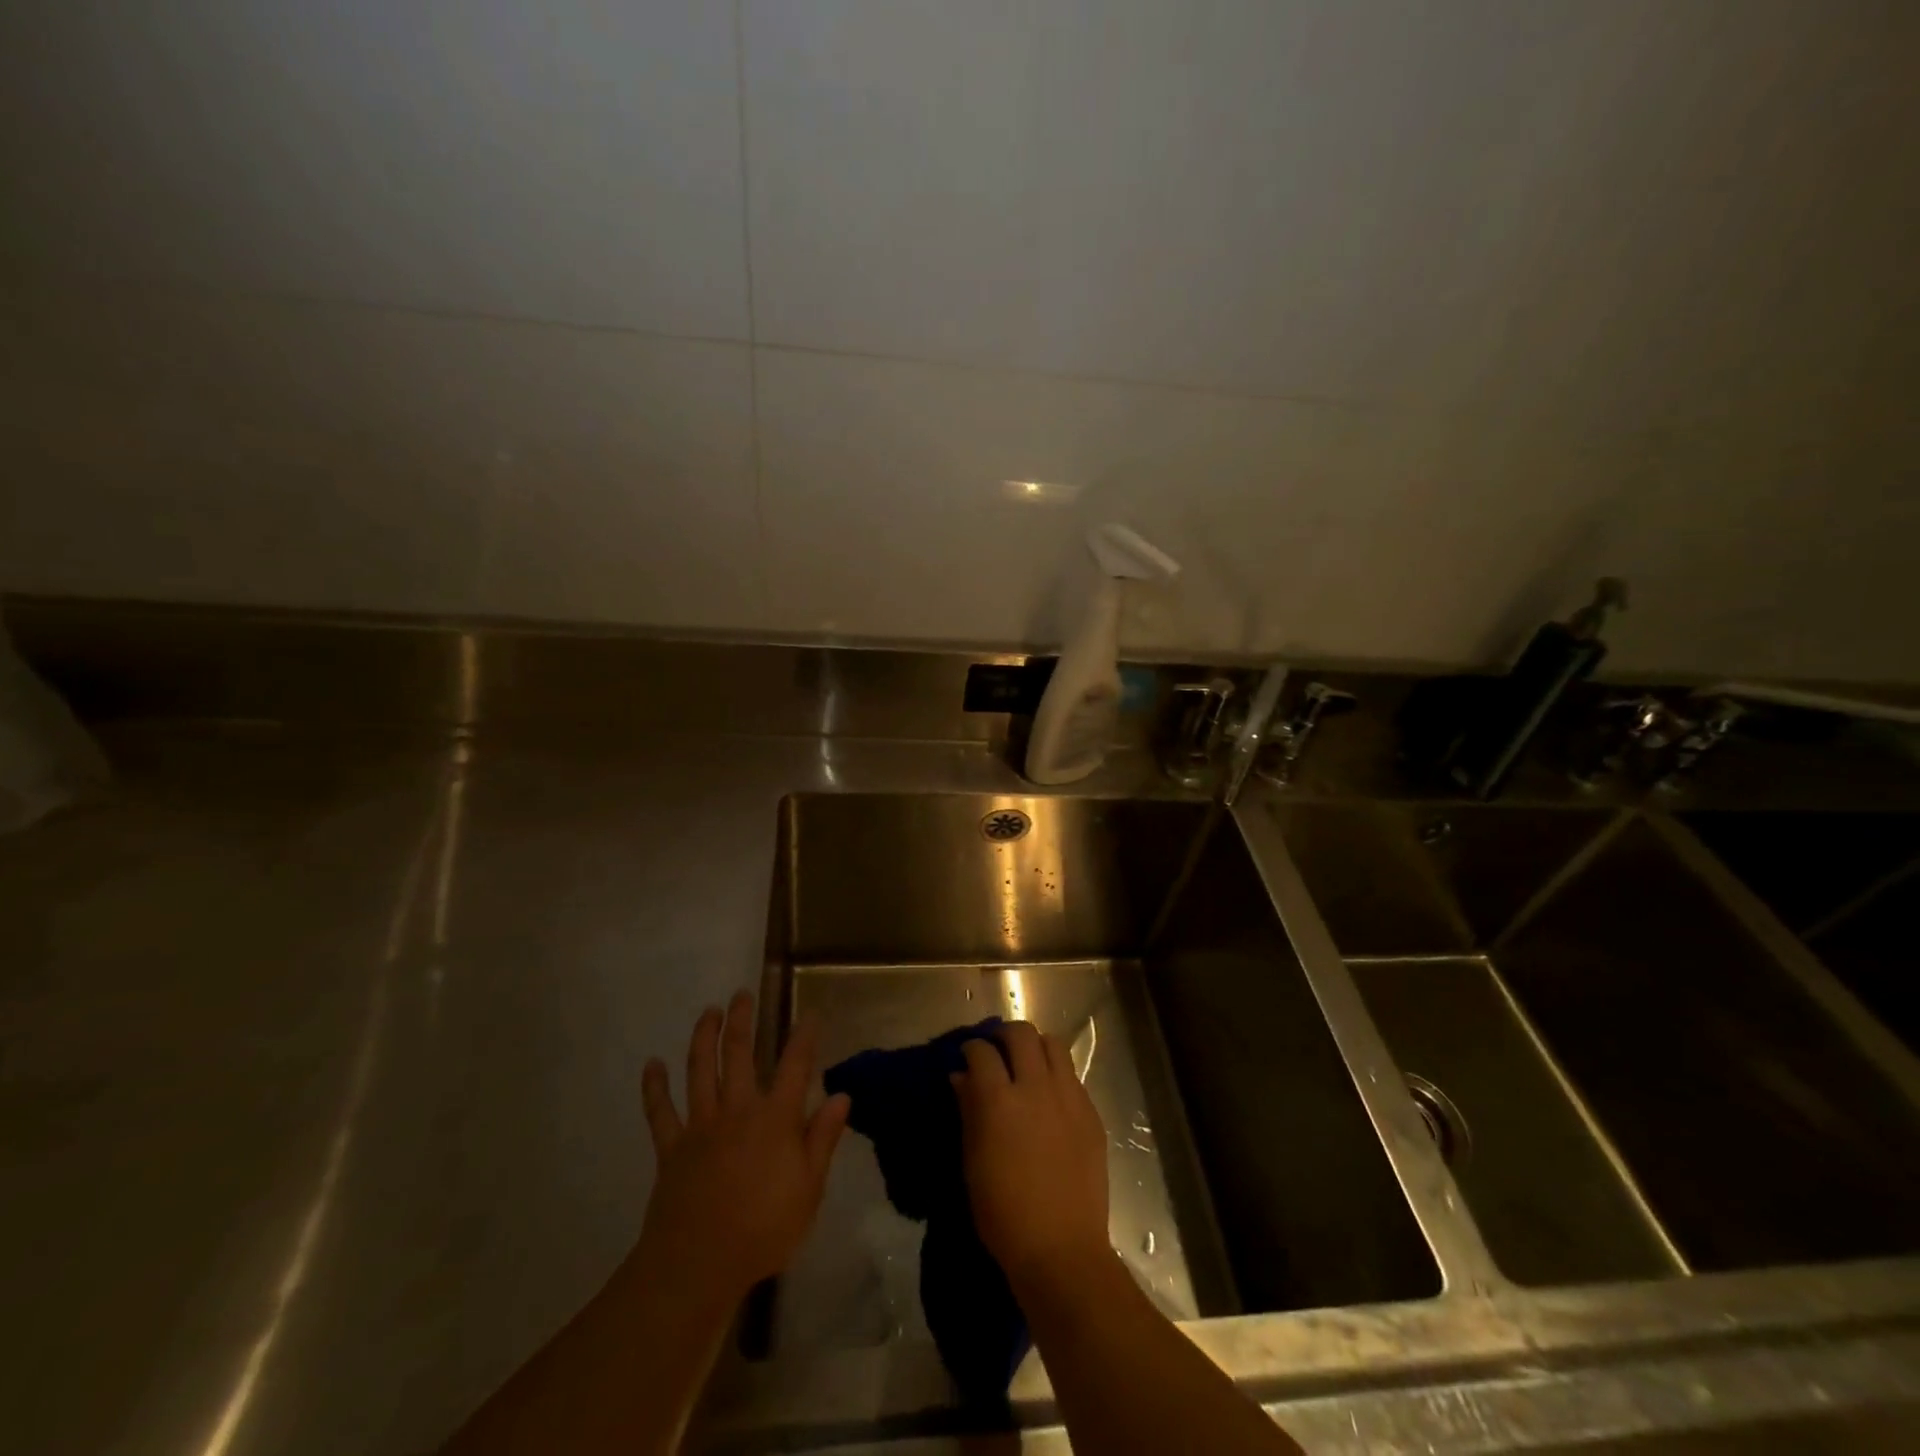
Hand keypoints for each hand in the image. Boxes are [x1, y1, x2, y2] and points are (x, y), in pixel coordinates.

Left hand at [634, 991, 849, 1305]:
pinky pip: (659, 1111)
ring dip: (703, 1037)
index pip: (795, 1066)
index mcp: (775, 1118)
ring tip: (708, 1012)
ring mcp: (700, 1126)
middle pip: (739, 1054)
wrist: (698, 1265)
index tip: (810, 1014)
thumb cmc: (763, 1229)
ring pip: (700, 1070)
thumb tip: (841, 1095)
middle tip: (742, 994)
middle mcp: (738, 1110)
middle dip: (742, 1021)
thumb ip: (823, 1138)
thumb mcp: (809, 1188)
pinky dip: (654, 1087)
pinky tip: (652, 1064)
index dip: (804, 1037)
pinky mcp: (671, 1147)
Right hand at [952, 1021, 1110, 1289]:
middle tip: (997, 1051)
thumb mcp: (972, 1162)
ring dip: (1035, 1047)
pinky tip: (1049, 1096)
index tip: (967, 1056)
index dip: (971, 1048)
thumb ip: (968, 1111)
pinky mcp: (1090, 1113)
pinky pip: (1072, 1075)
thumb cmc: (1003, 1214)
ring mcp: (1068, 1098)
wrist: (1061, 1249)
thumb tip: (961, 1077)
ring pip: (1053, 1044)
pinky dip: (1056, 1074)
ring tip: (1027, 1065)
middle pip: (1021, 1034)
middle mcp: (1035, 1088)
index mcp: (999, 1101)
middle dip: (1004, 1035)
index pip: (982, 1052)